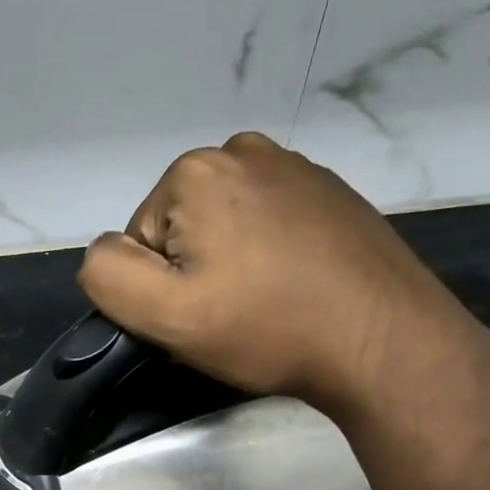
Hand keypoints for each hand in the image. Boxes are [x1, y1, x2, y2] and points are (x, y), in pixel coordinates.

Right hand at [79, 133, 489, 419]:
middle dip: (192, 272)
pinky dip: (268, 255)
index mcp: (194, 172)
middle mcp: (242, 149)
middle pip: (179, 228)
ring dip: (229, 264)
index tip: (198, 317)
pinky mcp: (329, 191)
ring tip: (263, 304)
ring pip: (222, 227)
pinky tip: (293, 287)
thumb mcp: (164, 315)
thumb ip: (108, 276)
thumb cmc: (267, 328)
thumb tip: (105, 252)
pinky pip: (268, 224)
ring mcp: (293, 166)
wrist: (384, 340)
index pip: (137, 242)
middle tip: (229, 316)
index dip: (158, 289)